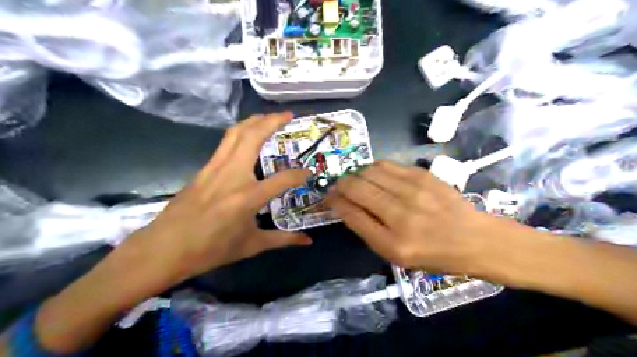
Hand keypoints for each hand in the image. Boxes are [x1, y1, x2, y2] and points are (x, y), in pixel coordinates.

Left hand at [120, 113, 312, 288]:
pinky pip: (225, 143)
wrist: (165, 249)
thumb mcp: (251, 246)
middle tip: (287, 115)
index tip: (309, 172)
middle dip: (272, 121)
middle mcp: (232, 175)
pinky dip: (240, 133)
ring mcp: (214, 168)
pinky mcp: (203, 169)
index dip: (300, 174)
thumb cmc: (211, 250)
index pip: (282, 179)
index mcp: (247, 197)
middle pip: (252, 137)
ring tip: (268, 117)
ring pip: (235, 133)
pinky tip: (247, 137)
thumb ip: (283, 239)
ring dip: (254, 121)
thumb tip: (308, 241)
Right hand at [325, 159, 493, 272]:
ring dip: (355, 174)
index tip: (329, 197)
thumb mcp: (396, 255)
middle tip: (338, 186)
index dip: (335, 202)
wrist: (474, 239)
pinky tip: (374, 175)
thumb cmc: (433, 254)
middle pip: (357, 188)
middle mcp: (401, 215)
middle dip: (340, 184)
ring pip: (369, 171)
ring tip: (356, 180)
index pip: (351, 214)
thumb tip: (345, 205)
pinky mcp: (423, 175)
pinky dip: (373, 168)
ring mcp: (414, 191)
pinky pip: (386, 164)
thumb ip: (368, 230)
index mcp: (393, 243)